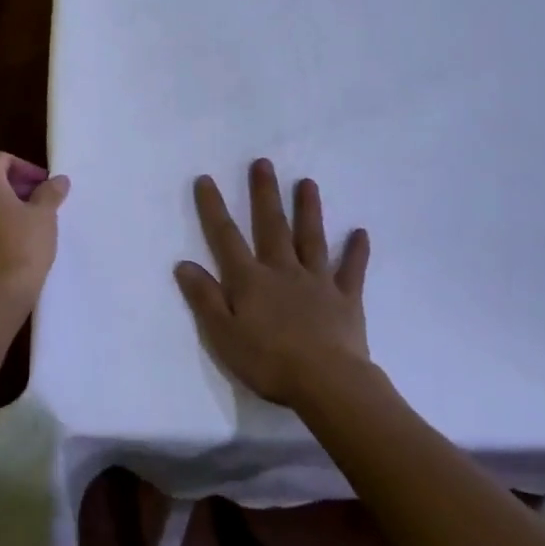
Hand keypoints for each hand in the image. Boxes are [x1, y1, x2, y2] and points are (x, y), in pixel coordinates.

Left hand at [0, 153, 69, 303]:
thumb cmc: (22, 245)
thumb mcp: (44, 215)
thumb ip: (50, 192)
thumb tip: (59, 180)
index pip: (3, 160)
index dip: (27, 170)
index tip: (46, 186)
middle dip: (10, 185)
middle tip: (36, 201)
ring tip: (21, 219)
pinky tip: (3, 237)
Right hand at [174, 159, 370, 407]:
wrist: (327, 382)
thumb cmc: (268, 362)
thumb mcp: (223, 334)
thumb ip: (204, 298)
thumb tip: (184, 263)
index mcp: (250, 280)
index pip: (226, 237)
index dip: (214, 208)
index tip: (206, 179)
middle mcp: (283, 270)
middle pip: (272, 226)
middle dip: (265, 194)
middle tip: (263, 163)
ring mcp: (317, 281)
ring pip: (311, 238)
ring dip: (308, 209)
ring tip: (307, 182)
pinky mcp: (346, 298)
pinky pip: (352, 270)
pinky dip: (356, 251)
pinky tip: (360, 232)